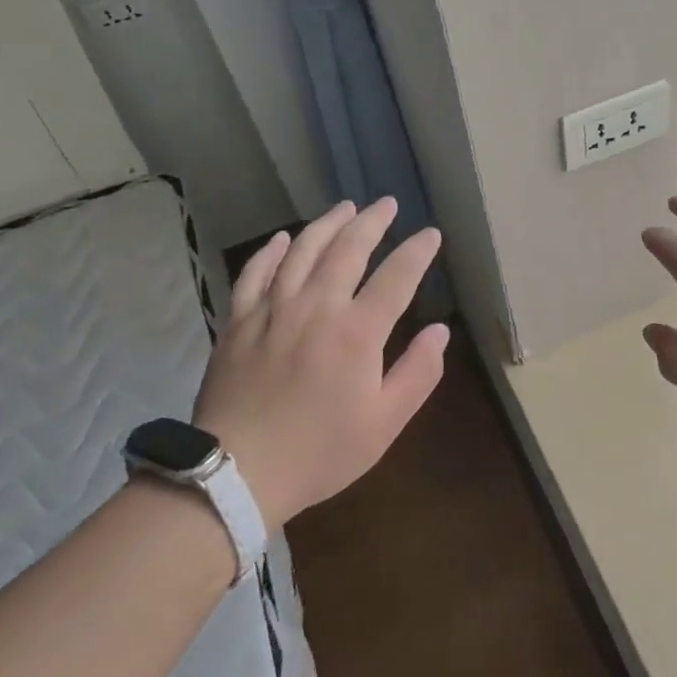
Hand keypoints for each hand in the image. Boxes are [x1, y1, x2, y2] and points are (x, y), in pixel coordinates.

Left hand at [195, 198, 446, 525]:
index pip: (396, 277)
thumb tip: (440, 331)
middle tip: (388, 203)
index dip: (417, 252)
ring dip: (327, 224)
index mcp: (356, 332)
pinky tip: (282, 238)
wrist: (236, 473)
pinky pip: (255, 273)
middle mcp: (316, 307)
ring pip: (302, 251)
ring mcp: (273, 310)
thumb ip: (418, 374)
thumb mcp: (384, 424)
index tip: (431, 234)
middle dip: (372, 222)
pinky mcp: (239, 322)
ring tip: (345, 207)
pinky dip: (271, 251)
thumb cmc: (319, 452)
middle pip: (348, 250)